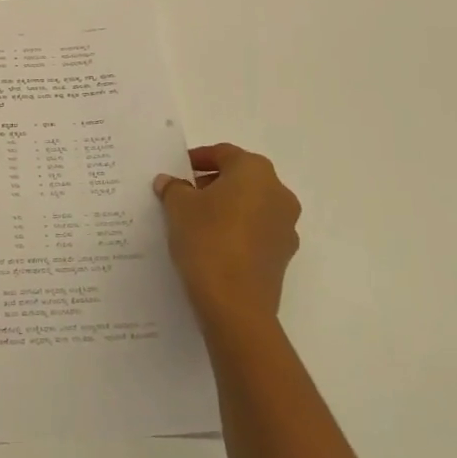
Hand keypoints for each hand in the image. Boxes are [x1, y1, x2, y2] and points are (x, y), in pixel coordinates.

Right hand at [154, 144, 300, 332]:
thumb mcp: (178, 206)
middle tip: (185, 195)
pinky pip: (257, 232)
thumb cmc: (207, 239)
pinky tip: (213, 245)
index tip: (178, 171)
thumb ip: (173, 188)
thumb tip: (170, 183)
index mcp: (254, 171)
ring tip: (196, 221)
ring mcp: (286, 226)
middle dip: (213, 183)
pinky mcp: (283, 256)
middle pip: (241, 178)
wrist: (235, 304)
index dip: (198, 159)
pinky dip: (237, 231)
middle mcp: (278, 192)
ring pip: (251, 205)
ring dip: (227, 207)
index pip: (224, 153)